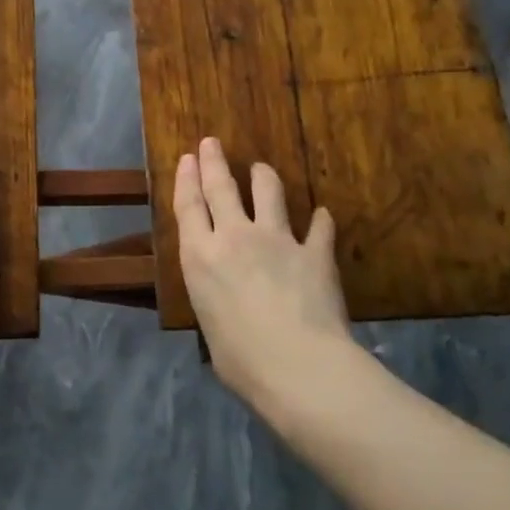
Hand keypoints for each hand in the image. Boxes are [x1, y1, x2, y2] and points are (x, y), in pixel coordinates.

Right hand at [174, 137, 350, 405]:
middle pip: (221, 187)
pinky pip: (319, 227)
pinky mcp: (314, 251)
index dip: (186, 178)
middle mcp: (234, 237)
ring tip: (261, 168)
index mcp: (200, 257)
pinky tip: (323, 216)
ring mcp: (277, 240)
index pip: (188, 206)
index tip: (187, 158)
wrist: (299, 366)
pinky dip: (320, 220)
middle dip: (214, 162)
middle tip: (211, 143)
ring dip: (263, 176)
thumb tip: (228, 305)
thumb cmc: (240, 360)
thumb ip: (215, 299)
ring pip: (269, 192)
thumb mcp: (210, 325)